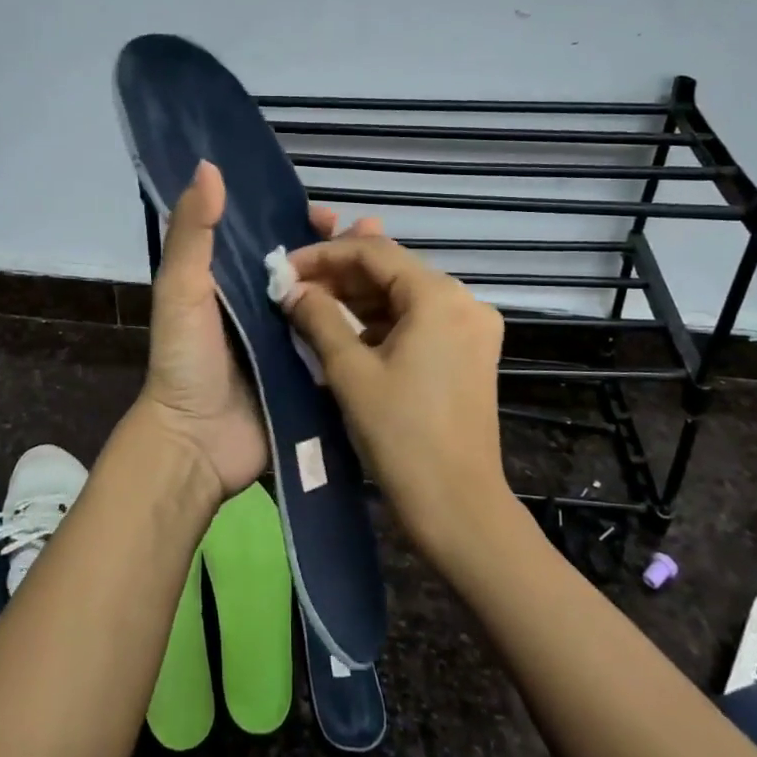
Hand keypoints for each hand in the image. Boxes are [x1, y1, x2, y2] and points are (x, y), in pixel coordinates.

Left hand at [137, 161, 380, 501]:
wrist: (197, 442)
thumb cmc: (186, 359)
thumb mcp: (181, 290)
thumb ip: (192, 233)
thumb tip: (209, 167)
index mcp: (234, 284)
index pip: (274, 241)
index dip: (300, 223)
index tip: (329, 214)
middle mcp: (266, 309)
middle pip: (311, 269)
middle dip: (342, 250)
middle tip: (375, 233)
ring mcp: (292, 344)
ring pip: (332, 302)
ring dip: (360, 281)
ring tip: (394, 265)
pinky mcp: (311, 376)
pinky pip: (340, 344)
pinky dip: (364, 326)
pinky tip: (396, 312)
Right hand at [281, 234, 513, 571]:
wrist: (456, 505)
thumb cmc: (400, 434)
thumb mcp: (349, 371)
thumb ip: (317, 318)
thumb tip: (291, 288)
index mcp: (439, 296)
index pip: (373, 252)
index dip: (324, 253)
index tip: (285, 267)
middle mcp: (464, 300)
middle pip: (391, 271)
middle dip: (340, 275)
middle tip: (293, 285)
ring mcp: (471, 328)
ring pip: (404, 296)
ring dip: (358, 299)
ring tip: (310, 304)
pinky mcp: (469, 353)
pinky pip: (418, 322)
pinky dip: (381, 322)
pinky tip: (346, 332)